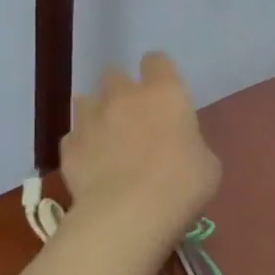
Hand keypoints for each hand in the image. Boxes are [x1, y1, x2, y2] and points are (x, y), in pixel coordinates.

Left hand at [62, 53, 219, 243]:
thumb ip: (190, 143)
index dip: (159, 72)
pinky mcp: (68, 147)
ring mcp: (90, 120)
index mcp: (165, 93)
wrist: (129, 213)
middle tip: (133, 116)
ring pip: (86, 101)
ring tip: (106, 138)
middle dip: (122, 91)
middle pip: (115, 75)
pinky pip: (74, 138)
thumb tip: (179, 146)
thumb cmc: (182, 184)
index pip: (157, 61)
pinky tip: (92, 167)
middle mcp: (123, 96)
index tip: (163, 90)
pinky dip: (82, 147)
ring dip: (96, 113)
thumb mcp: (207, 163)